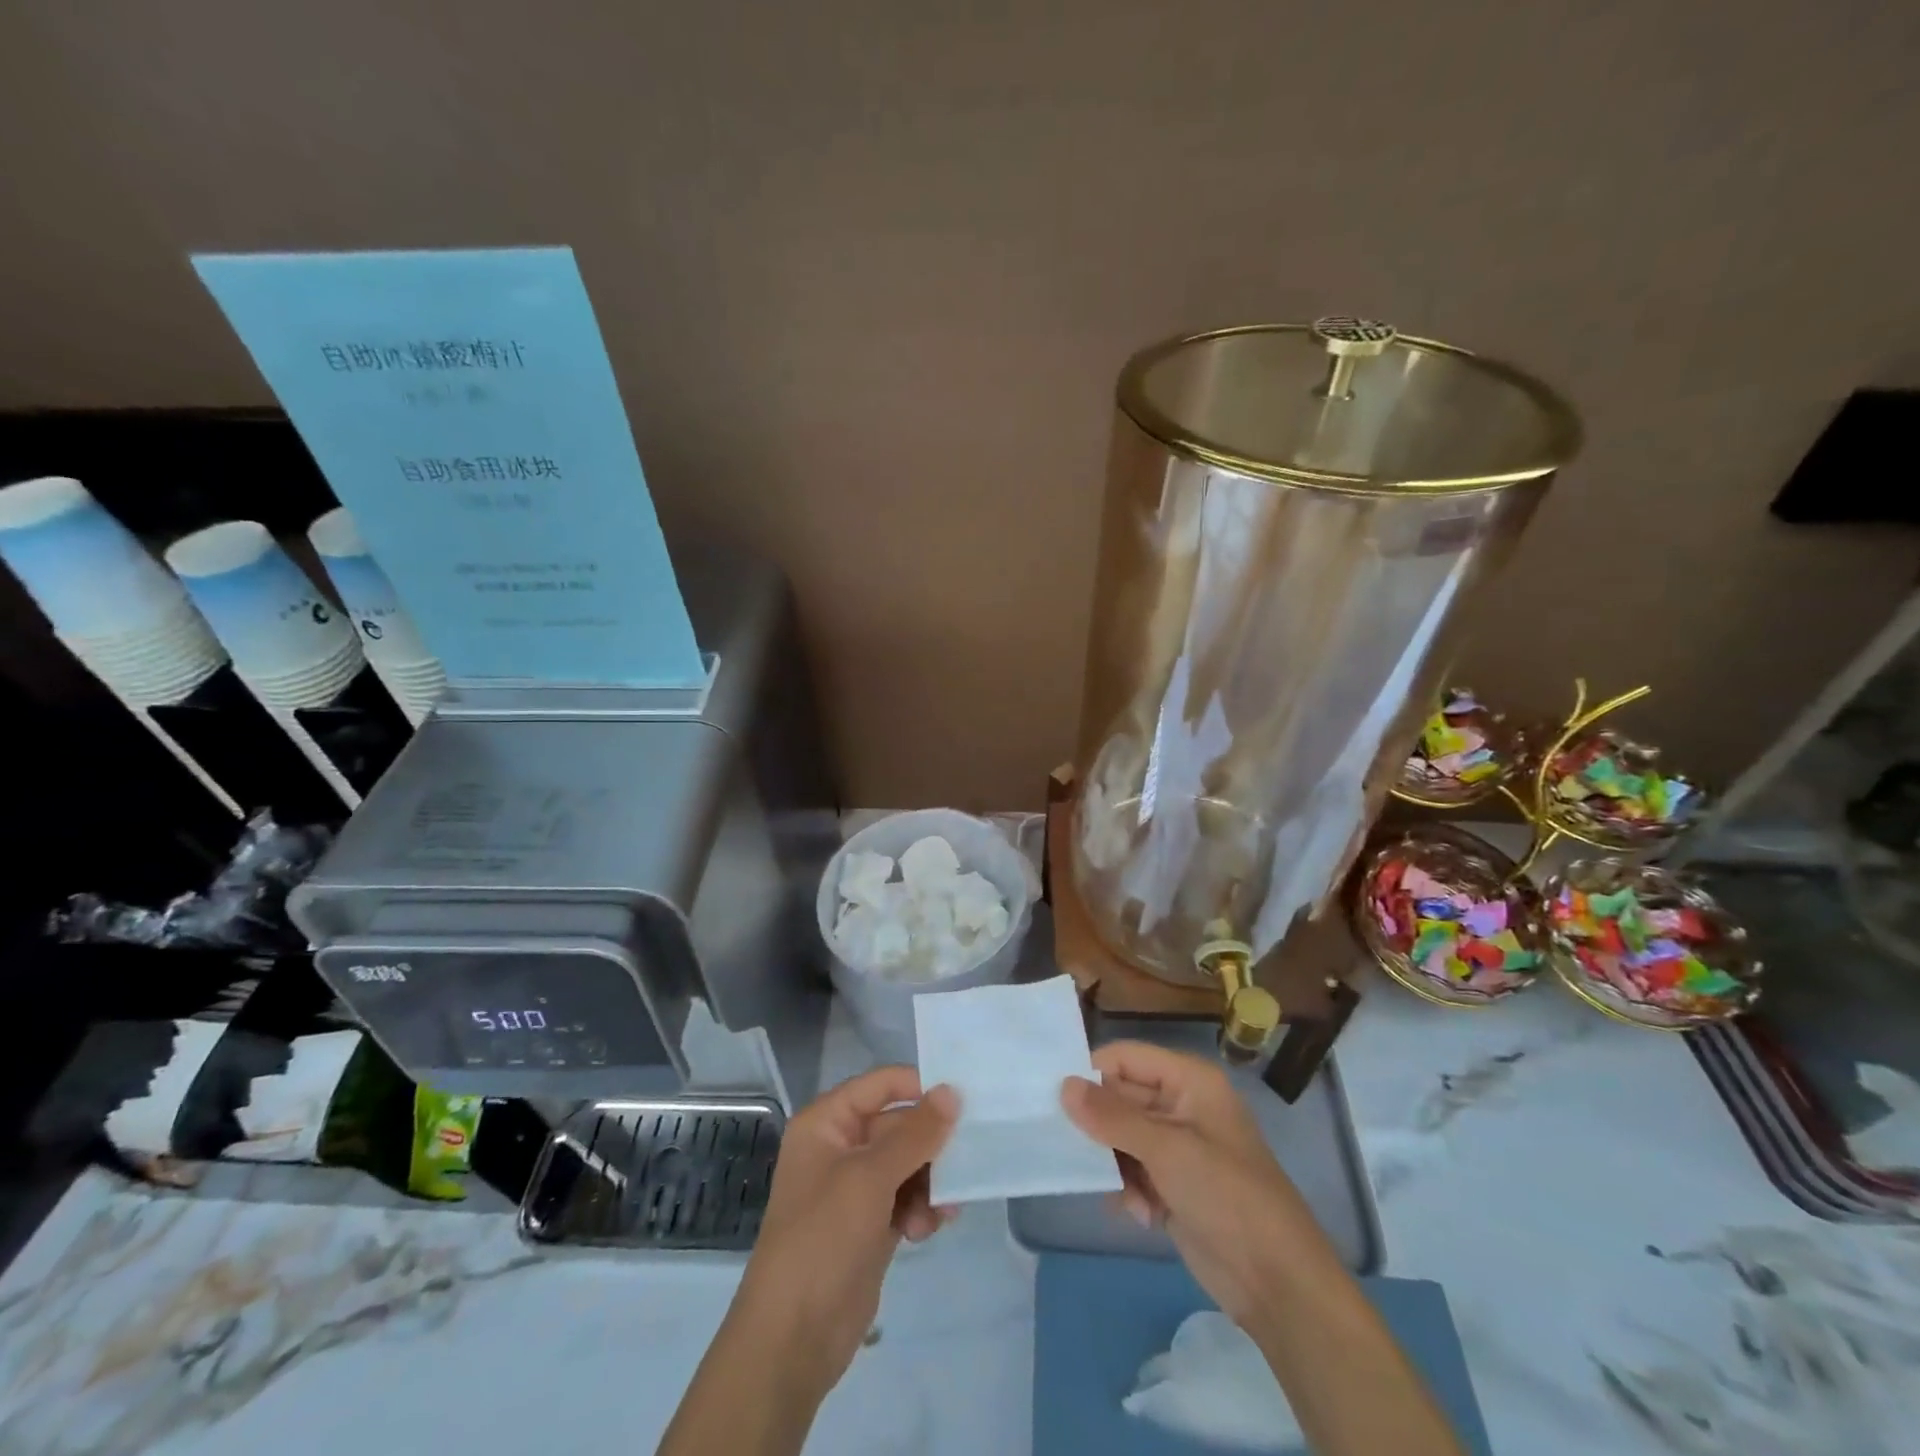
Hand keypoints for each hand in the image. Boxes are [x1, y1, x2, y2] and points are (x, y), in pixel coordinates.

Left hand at [731, 1067, 958, 1395]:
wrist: (793, 1338)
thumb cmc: (824, 1238)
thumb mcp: (870, 1177)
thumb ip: (915, 1133)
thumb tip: (951, 1091)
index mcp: (827, 1122)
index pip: (881, 1085)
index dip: (919, 1087)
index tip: (961, 1101)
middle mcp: (840, 1147)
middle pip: (899, 1126)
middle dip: (931, 1146)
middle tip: (964, 1160)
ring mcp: (855, 1189)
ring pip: (908, 1164)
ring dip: (929, 1182)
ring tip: (941, 1210)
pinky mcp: (870, 1225)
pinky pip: (907, 1198)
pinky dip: (922, 1208)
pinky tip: (926, 1229)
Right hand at [1061, 1041, 1336, 1326]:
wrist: (1278, 1283)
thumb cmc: (1227, 1196)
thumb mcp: (1166, 1150)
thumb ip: (1112, 1116)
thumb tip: (1063, 1085)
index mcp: (1189, 1081)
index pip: (1126, 1058)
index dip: (1092, 1073)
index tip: (1056, 1099)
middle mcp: (1181, 1105)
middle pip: (1121, 1097)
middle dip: (1100, 1126)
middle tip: (1068, 1147)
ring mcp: (1178, 1147)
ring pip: (1122, 1137)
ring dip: (1115, 1164)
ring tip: (1122, 1192)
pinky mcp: (1174, 1184)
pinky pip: (1133, 1170)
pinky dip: (1130, 1189)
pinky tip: (1139, 1214)